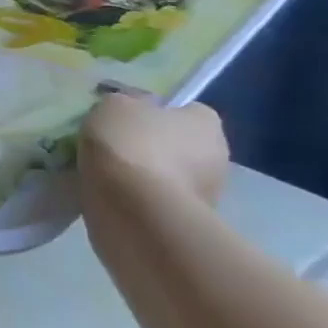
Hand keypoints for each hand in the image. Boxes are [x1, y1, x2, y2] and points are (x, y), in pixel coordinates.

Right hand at [79, 92, 228, 206]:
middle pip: (180, 145)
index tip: (127, 120)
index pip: (186, 110)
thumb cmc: (130, 144)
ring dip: (146, 175)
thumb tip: (130, 110)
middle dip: (153, 147)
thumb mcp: (114, 104)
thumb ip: (126, 103)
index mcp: (207, 121)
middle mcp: (218, 156)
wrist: (135, 209)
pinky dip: (140, 200)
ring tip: (108, 176)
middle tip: (116, 148)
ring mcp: (208, 195)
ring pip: (170, 176)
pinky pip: (159, 202)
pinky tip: (114, 197)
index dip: (155, 113)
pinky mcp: (188, 223)